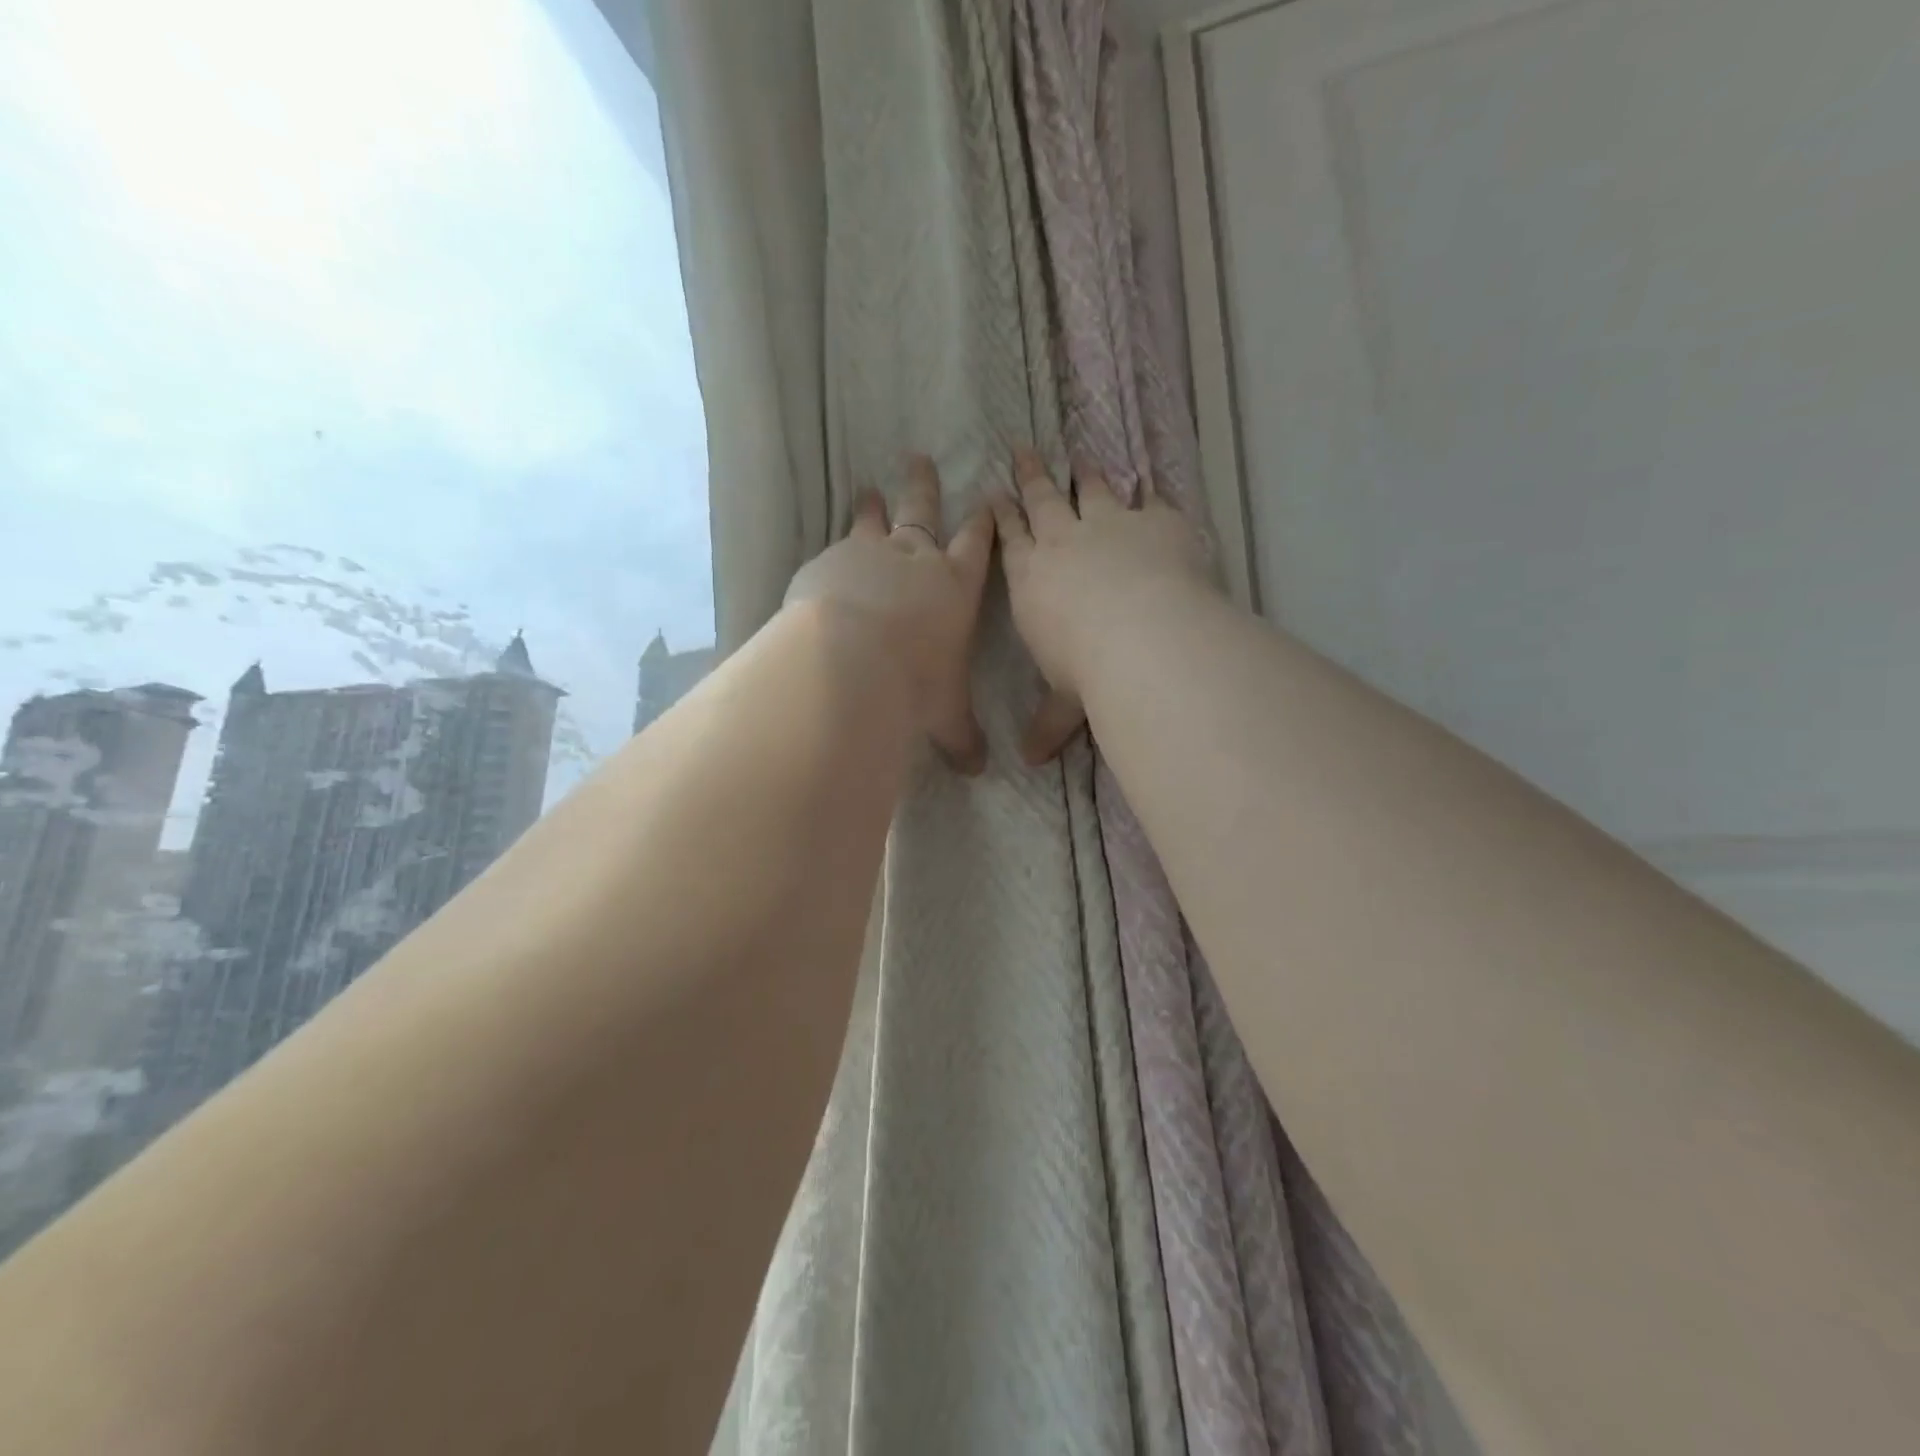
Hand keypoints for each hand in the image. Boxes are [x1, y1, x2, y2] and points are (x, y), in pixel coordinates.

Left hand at [785, 454, 994, 772]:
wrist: (852, 658)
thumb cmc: (915, 681)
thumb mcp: (945, 714)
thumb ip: (962, 737)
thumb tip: (978, 770)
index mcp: (955, 586)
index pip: (977, 546)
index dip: (983, 524)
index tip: (986, 502)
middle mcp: (915, 559)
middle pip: (923, 511)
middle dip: (924, 487)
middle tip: (919, 458)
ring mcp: (868, 554)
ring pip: (873, 520)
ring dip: (872, 506)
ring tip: (866, 489)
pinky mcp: (827, 563)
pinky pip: (833, 549)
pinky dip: (834, 549)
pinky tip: (825, 558)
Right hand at [990, 446, 1213, 763]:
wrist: (1143, 635)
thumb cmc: (1085, 668)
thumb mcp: (1063, 701)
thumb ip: (1048, 724)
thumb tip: (1030, 762)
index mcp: (1031, 577)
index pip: (1010, 537)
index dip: (1002, 513)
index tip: (995, 491)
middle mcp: (1064, 541)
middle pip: (1042, 500)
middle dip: (1030, 475)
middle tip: (1022, 449)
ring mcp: (1111, 525)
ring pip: (1092, 490)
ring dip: (1083, 474)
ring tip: (1079, 459)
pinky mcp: (1158, 522)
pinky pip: (1151, 500)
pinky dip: (1149, 492)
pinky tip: (1150, 483)